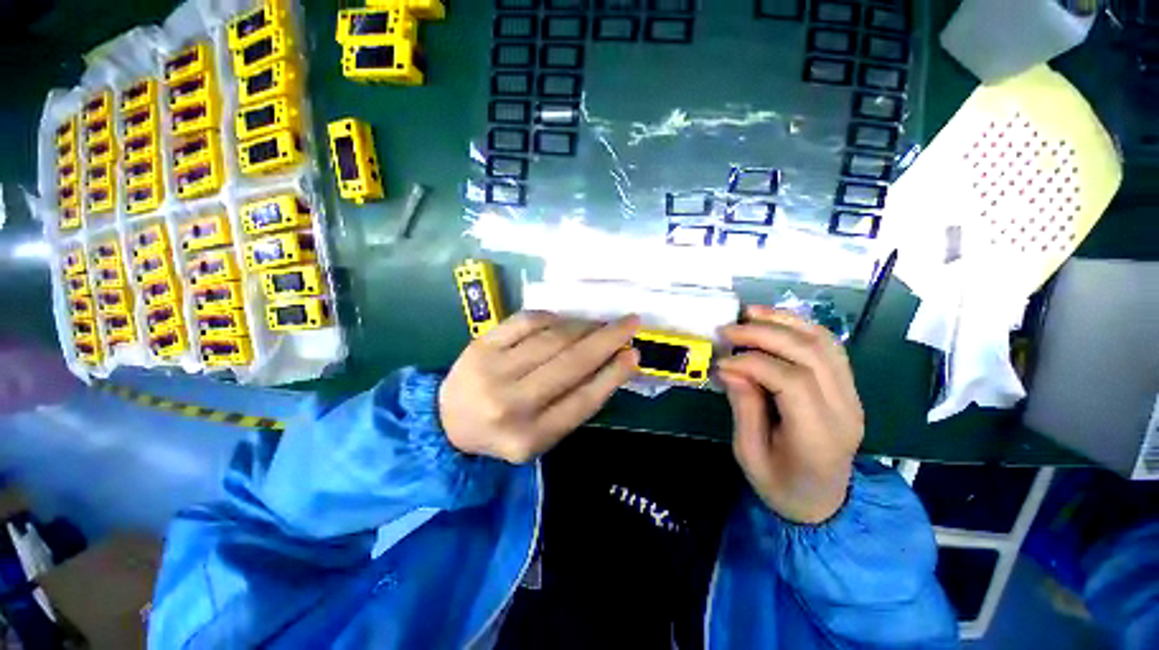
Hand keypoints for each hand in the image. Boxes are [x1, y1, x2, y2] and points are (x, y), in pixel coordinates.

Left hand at [440, 311, 640, 463]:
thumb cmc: (505, 429)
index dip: (613, 374)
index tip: (635, 353)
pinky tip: (565, 321)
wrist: (449, 421)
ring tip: (599, 324)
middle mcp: (510, 405)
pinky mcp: (480, 344)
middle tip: (631, 322)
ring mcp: (492, 370)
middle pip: (571, 364)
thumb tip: (614, 361)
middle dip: (607, 339)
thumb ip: (576, 402)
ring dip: (583, 326)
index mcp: (529, 438)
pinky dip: (553, 318)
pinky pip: (527, 321)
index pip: (582, 401)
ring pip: (552, 338)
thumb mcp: (543, 433)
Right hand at [718, 307, 863, 523]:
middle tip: (727, 330)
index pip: (792, 382)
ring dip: (783, 322)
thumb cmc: (780, 484)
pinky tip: (773, 322)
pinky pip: (828, 346)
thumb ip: (743, 409)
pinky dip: (799, 327)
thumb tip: (731, 369)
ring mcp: (851, 395)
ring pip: (824, 342)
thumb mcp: (749, 455)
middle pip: (810, 354)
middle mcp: (844, 410)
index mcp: (819, 437)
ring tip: (748, 314)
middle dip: (764, 334)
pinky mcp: (847, 387)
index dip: (752, 364)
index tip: (720, 362)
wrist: (822, 500)